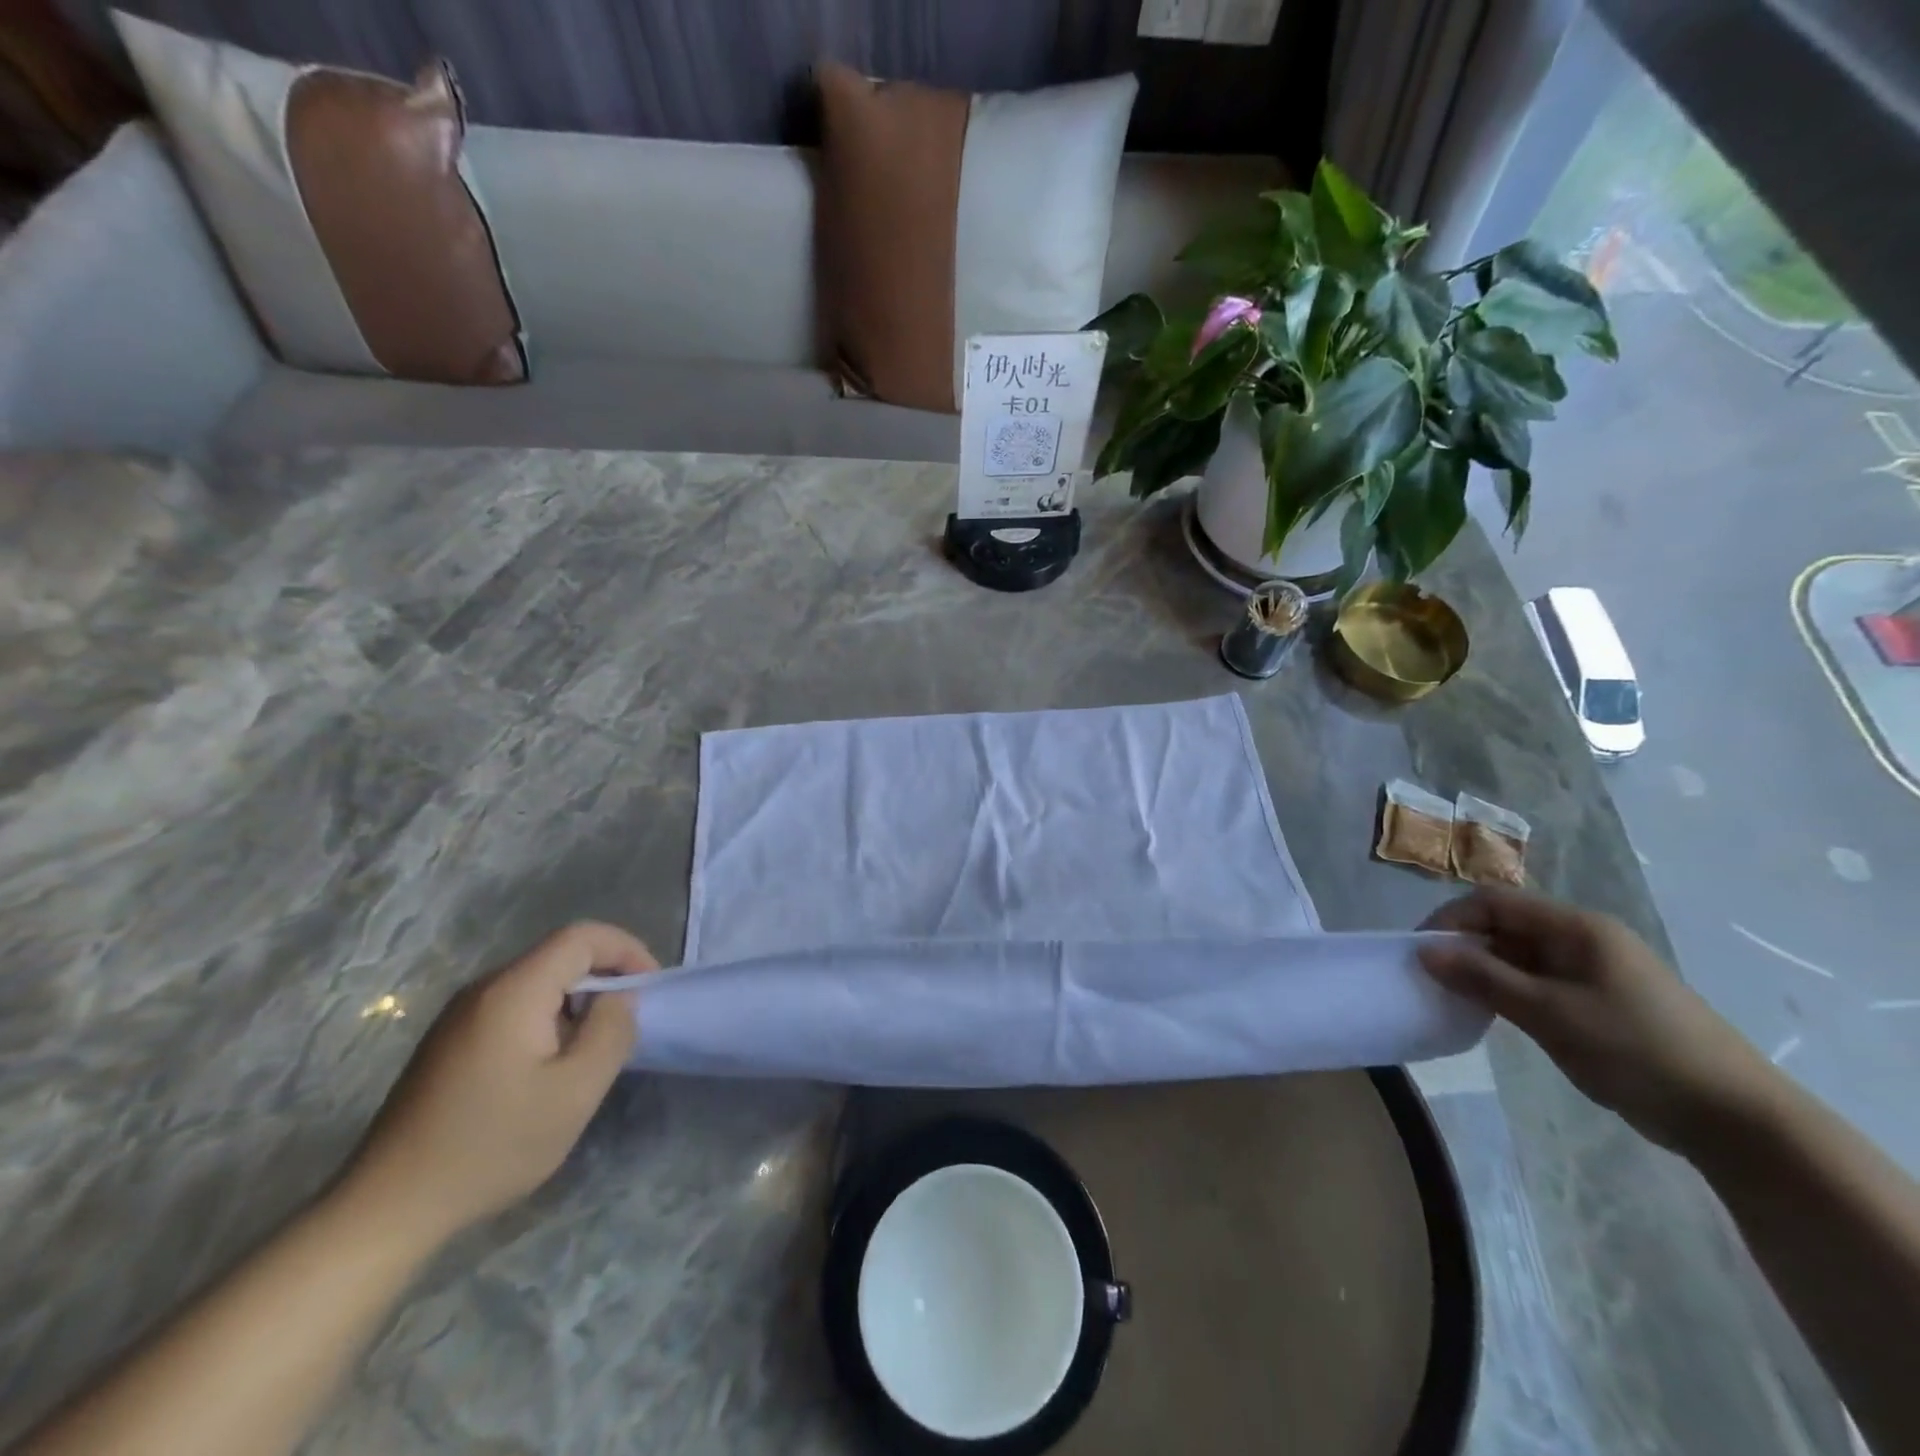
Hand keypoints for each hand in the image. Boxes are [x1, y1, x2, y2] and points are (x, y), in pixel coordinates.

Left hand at [339, 922, 655, 1246]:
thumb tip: (621, 997)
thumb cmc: (492, 1146)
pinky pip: (514, 1005)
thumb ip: (612, 1031)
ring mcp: (461, 1014)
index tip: (650, 987)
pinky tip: (551, 1065)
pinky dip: (549, 1016)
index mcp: (514, 991)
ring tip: (595, 1045)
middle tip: (629, 1019)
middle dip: (605, 975)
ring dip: (578, 999)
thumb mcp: (575, 1092)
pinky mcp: (450, 1041)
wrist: (388, 1207)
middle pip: (559, 954)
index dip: (626, 949)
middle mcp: (484, 989)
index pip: (582, 936)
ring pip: (538, 981)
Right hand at [1419, 889, 1770, 1152]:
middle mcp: (1585, 938)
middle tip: (1435, 981)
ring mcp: (1596, 971)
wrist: (1738, 1120)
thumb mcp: (1549, 1013)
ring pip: (1521, 956)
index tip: (1421, 953)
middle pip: (1506, 925)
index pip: (1495, 902)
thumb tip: (1424, 951)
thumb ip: (1483, 977)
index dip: (1451, 920)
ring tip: (1461, 1001)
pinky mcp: (1603, 1001)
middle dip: (1465, 947)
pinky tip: (1499, 1017)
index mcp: (1577, 927)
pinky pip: (1540, 982)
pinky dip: (1511, 993)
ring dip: (1486, 973)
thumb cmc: (1637, 1052)